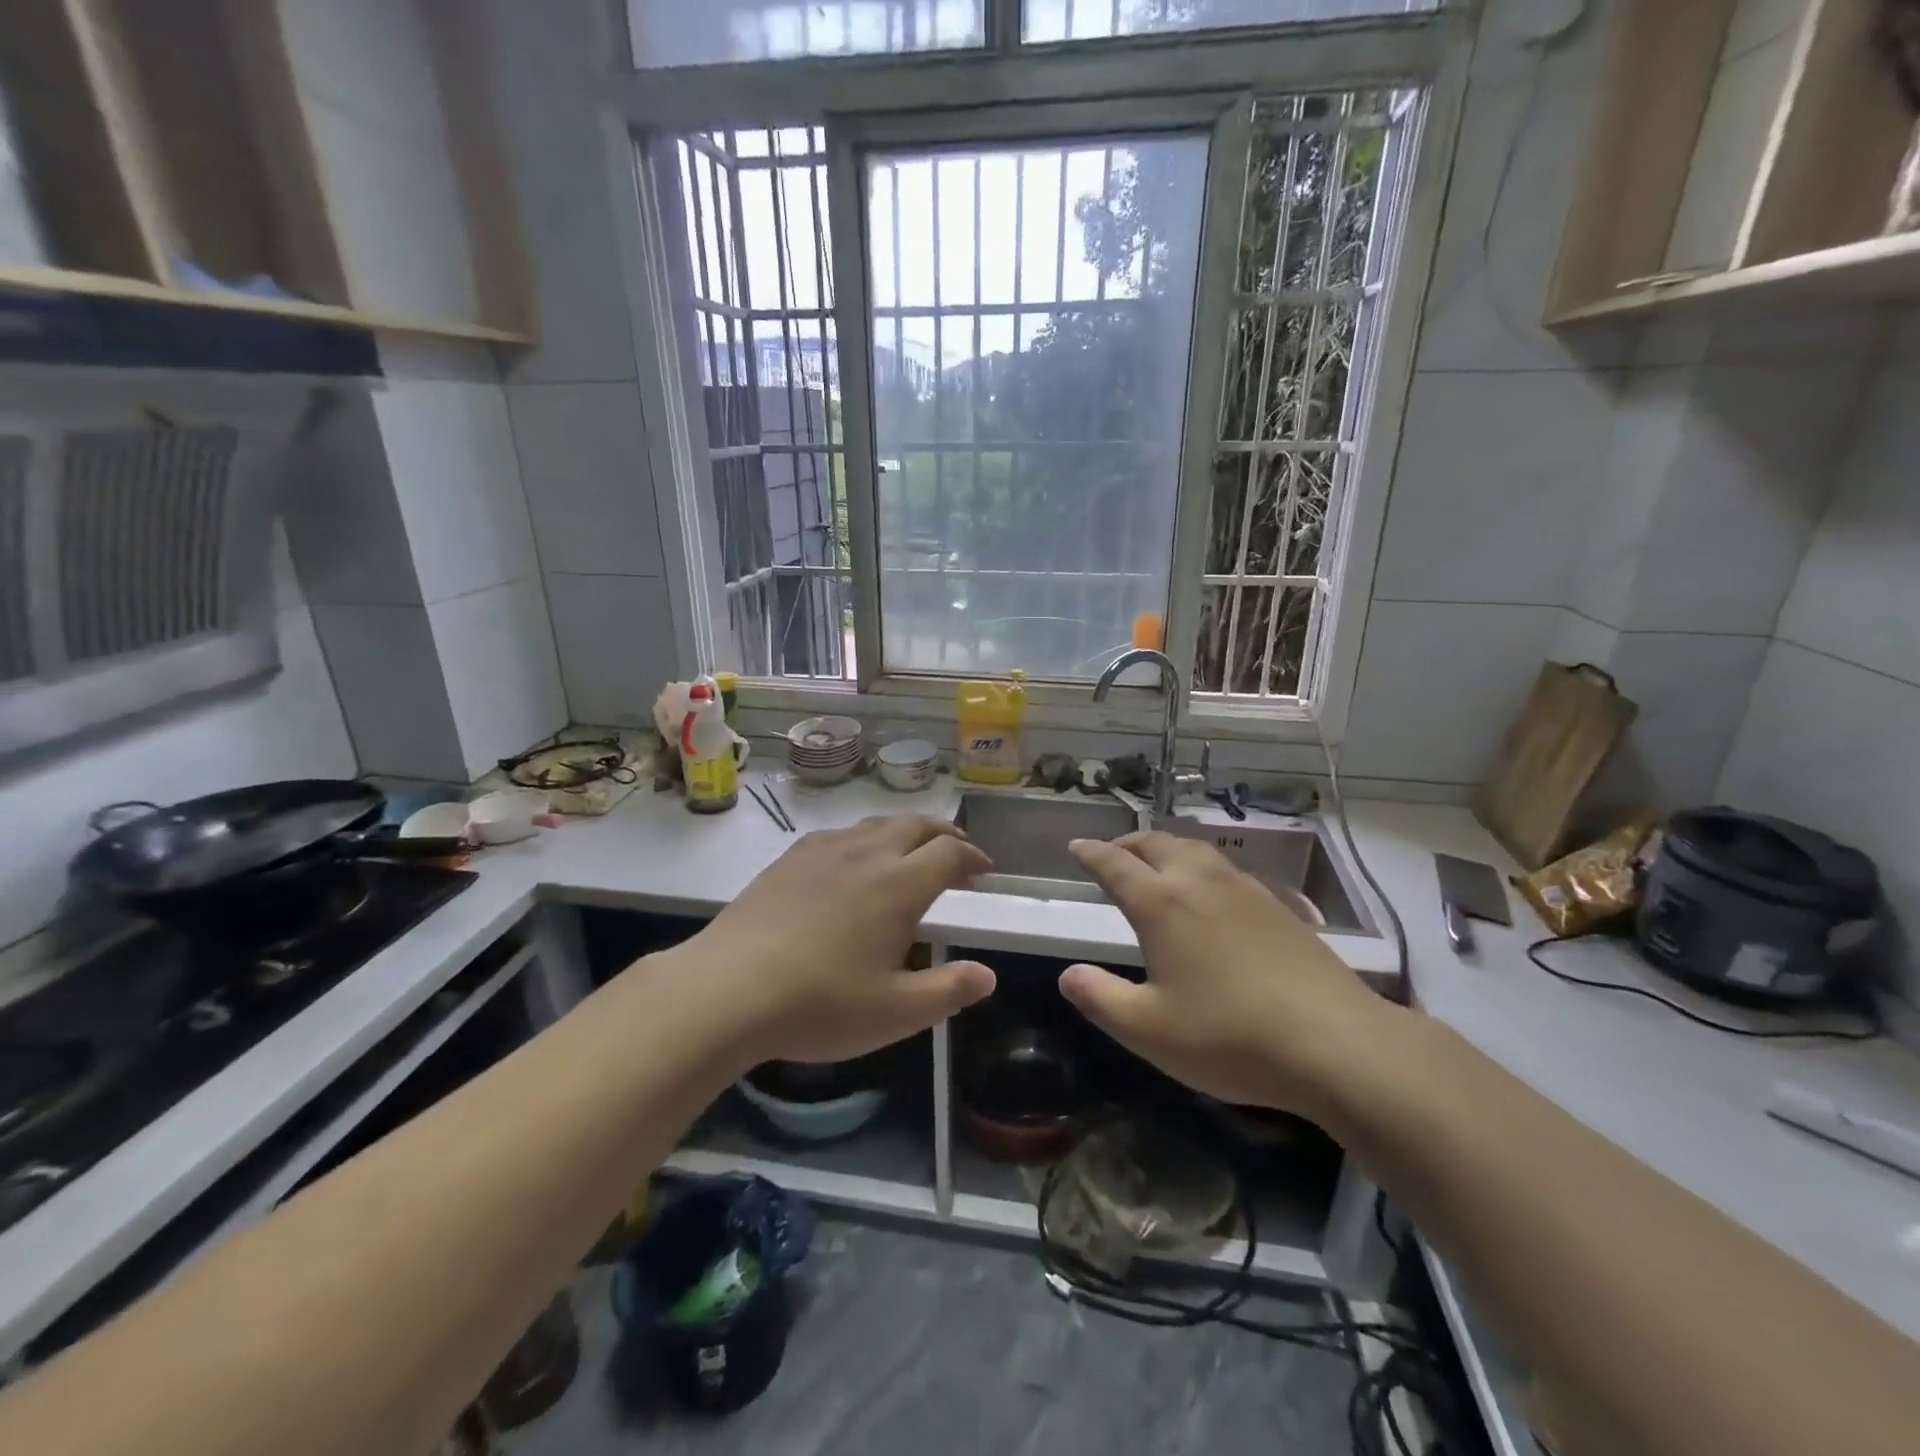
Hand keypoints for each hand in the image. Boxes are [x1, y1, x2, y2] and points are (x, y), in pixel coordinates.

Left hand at [678, 816, 996, 1067]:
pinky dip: (862, 838)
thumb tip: (987, 975)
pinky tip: (851, 860)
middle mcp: (867, 854)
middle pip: (916, 825)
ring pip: (876, 824)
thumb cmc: (821, 1003)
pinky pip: (839, 833)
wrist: (728, 989)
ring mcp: (824, 850)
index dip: (973, 856)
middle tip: (955, 849)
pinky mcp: (790, 858)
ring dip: (904, 831)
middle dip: (943, 833)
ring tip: (909, 850)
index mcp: (900, 885)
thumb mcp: (895, 1012)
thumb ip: (949, 991)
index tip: (984, 870)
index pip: (949, 853)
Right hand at [1059, 832, 1391, 1115]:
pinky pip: (1227, 869)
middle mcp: (1200, 882)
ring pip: (1196, 849)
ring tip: (1157, 863)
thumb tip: (1067, 974)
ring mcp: (1244, 889)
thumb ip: (1100, 998)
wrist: (1334, 1042)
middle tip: (1112, 853)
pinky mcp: (1279, 905)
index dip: (1091, 854)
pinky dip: (1203, 866)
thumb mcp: (1148, 1029)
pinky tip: (1213, 891)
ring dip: (1167, 848)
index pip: (1115, 864)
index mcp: (1161, 903)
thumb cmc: (1229, 1036)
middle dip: (1128, 844)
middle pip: (1156, 844)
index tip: (1076, 847)